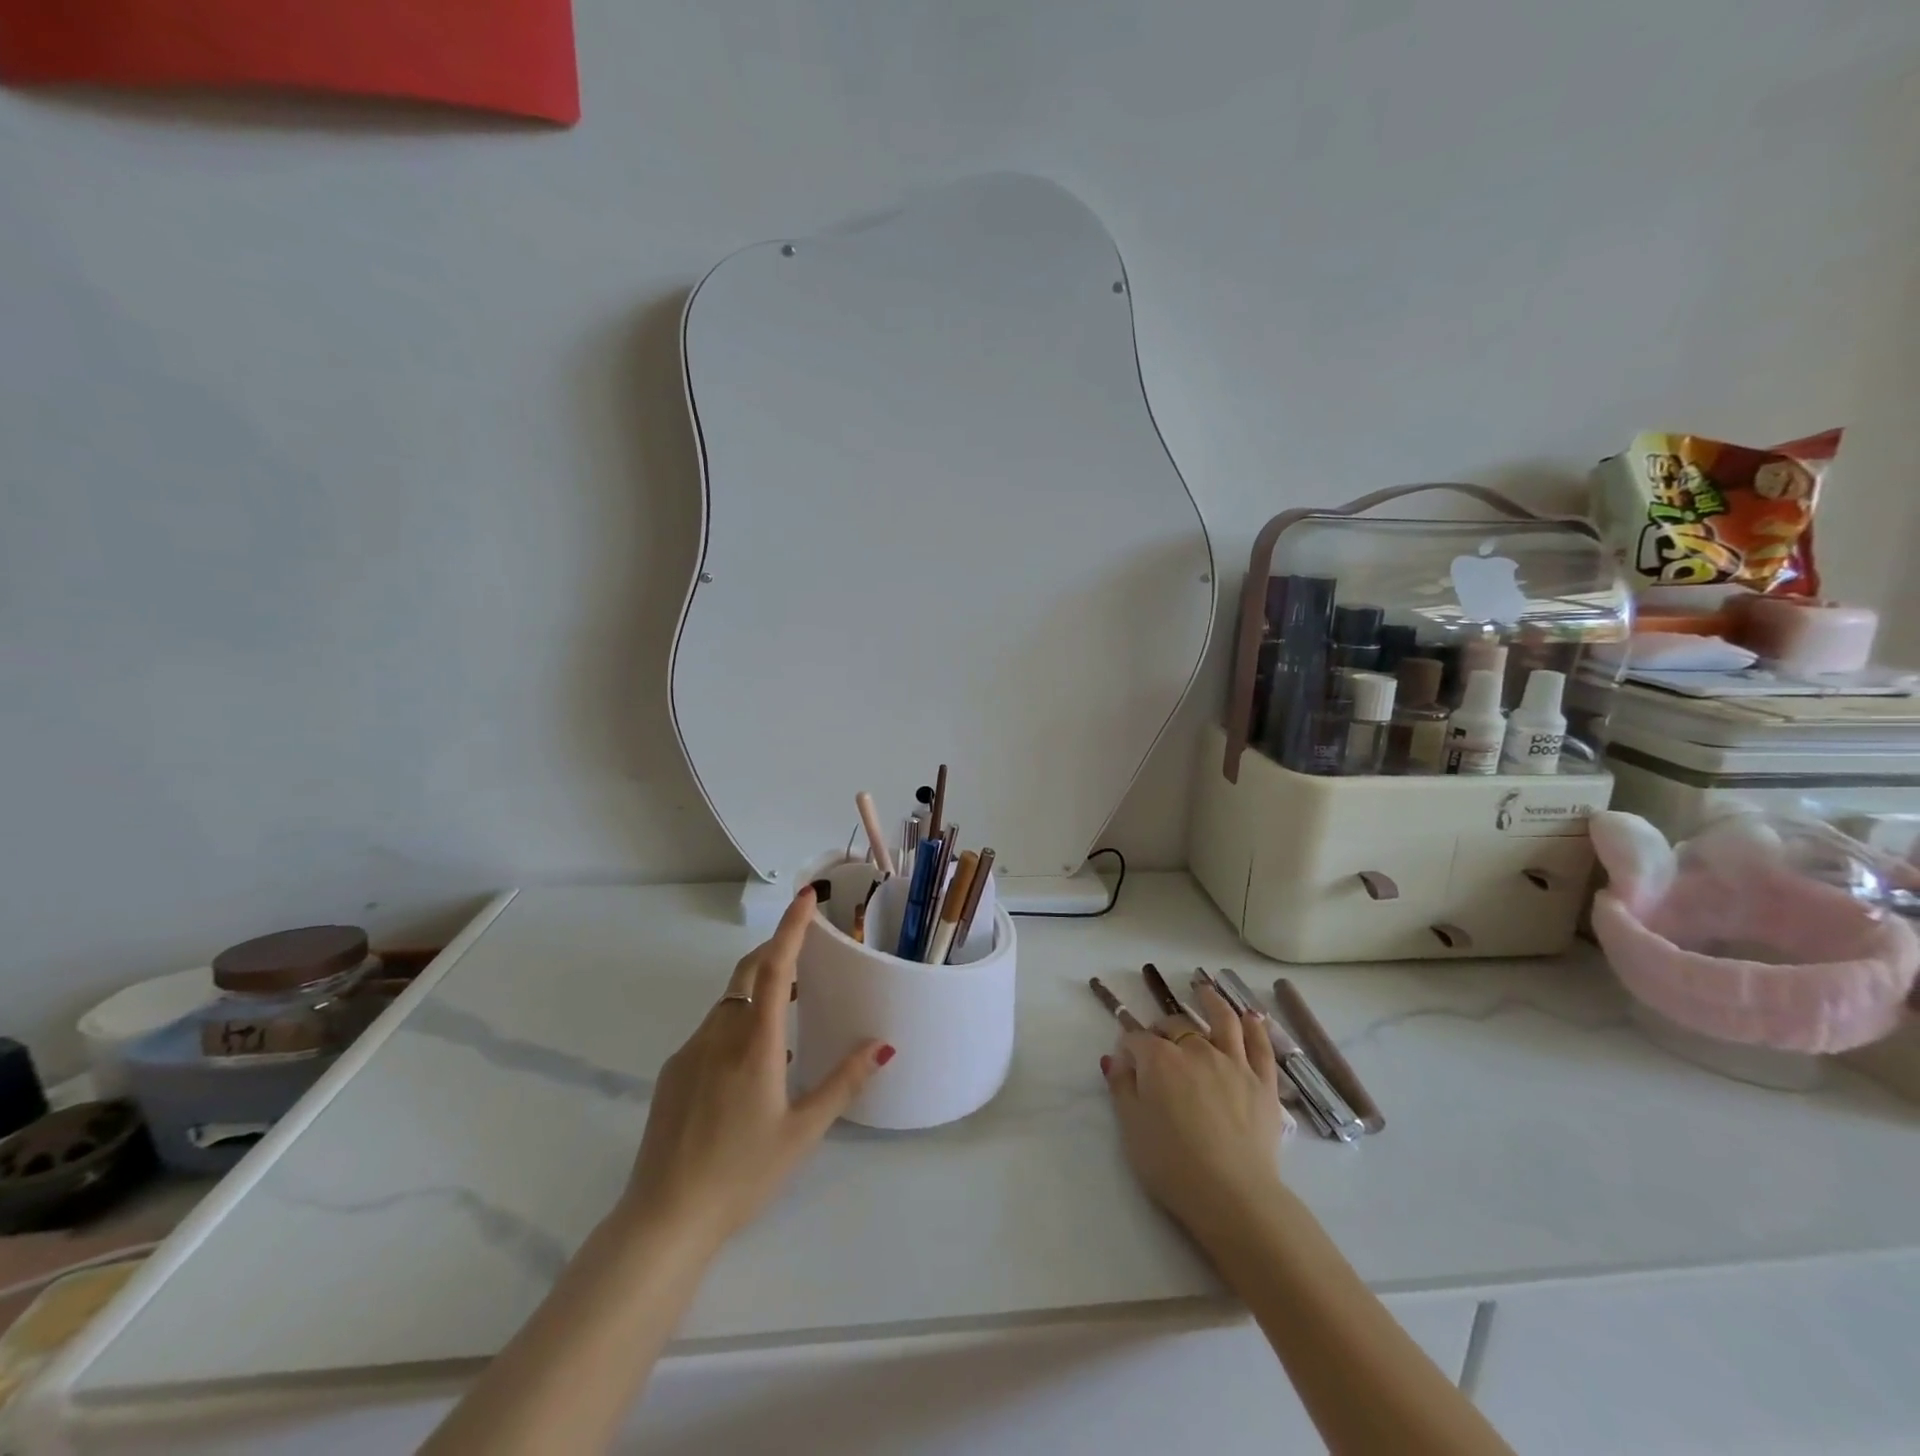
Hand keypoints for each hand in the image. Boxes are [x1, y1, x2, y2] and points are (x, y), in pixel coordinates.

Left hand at [620, 888, 890, 1248]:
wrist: (663, 1219)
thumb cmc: (742, 1175)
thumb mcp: (802, 1132)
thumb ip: (843, 1082)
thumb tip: (882, 1045)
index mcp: (754, 1045)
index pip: (773, 969)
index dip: (790, 929)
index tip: (805, 897)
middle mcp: (718, 1036)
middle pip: (746, 974)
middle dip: (774, 951)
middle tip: (805, 952)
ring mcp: (690, 1052)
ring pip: (728, 1004)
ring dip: (757, 993)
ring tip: (787, 1011)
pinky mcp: (672, 1073)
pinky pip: (711, 1031)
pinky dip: (736, 1023)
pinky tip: (749, 1064)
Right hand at [1102, 981, 1285, 1236]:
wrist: (1232, 1195)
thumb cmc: (1171, 1164)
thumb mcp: (1131, 1128)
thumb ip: (1122, 1087)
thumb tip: (1116, 1058)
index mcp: (1159, 1060)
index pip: (1137, 1039)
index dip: (1128, 1045)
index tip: (1125, 1059)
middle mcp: (1195, 1050)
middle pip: (1176, 1027)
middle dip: (1163, 1028)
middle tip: (1158, 1040)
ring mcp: (1233, 1063)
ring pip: (1223, 1021)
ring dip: (1211, 1001)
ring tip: (1204, 988)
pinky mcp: (1263, 1082)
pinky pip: (1260, 1047)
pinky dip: (1255, 1027)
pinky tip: (1252, 1016)